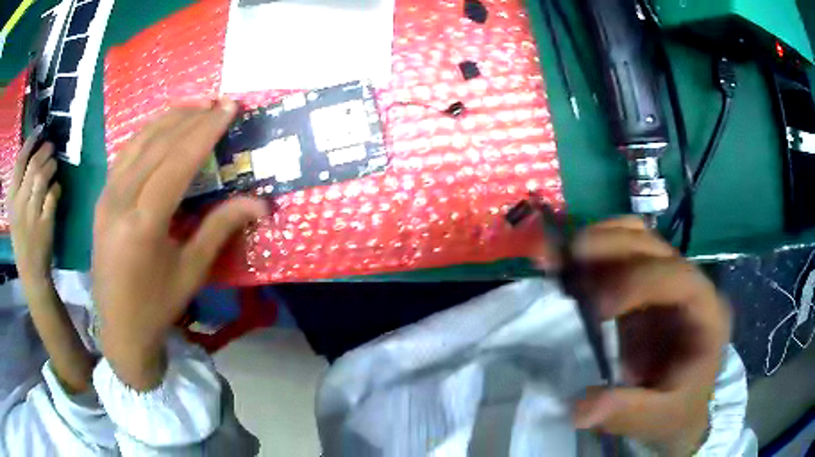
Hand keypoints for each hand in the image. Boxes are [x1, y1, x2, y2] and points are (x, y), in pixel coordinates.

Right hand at [9, 128, 60, 282]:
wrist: (31, 272)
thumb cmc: (21, 237)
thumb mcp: (14, 210)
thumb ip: (19, 185)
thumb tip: (33, 152)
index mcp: (11, 199)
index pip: (19, 162)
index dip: (30, 142)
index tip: (39, 131)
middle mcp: (19, 204)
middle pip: (33, 165)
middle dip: (45, 151)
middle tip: (51, 148)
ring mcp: (31, 214)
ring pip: (43, 177)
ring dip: (51, 166)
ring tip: (54, 165)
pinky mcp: (45, 224)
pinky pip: (53, 195)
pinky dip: (57, 188)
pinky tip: (56, 189)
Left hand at [93, 99, 268, 389]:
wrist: (118, 326)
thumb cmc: (157, 305)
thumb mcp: (192, 271)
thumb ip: (221, 228)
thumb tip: (261, 203)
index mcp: (143, 224)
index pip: (177, 162)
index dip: (205, 131)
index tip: (229, 107)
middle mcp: (119, 201)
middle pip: (157, 144)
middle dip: (190, 118)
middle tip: (217, 101)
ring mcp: (106, 197)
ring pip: (137, 142)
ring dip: (167, 118)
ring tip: (194, 104)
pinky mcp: (101, 197)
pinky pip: (124, 154)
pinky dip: (146, 133)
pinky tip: (162, 126)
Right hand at [563, 218, 730, 453]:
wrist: (681, 404)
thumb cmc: (677, 409)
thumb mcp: (658, 418)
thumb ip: (629, 412)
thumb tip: (580, 409)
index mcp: (707, 313)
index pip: (679, 277)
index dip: (639, 283)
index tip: (597, 308)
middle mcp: (690, 284)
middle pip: (655, 246)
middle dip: (612, 246)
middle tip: (569, 260)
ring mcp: (667, 279)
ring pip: (638, 237)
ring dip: (599, 239)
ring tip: (562, 256)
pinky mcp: (645, 284)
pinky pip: (622, 251)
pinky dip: (595, 249)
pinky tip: (570, 261)